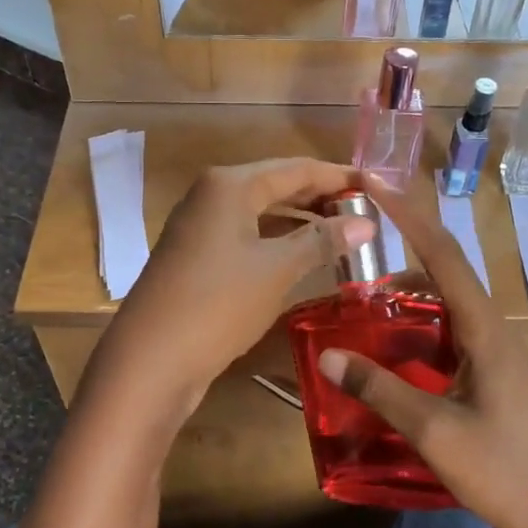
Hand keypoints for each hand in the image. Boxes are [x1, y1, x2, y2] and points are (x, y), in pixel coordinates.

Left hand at [83, 159, 373, 435]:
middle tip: (364, 213)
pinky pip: (247, 237)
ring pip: (262, 213)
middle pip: (277, 186)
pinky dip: (277, 242)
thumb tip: (367, 223)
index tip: (376, 186)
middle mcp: (211, 195)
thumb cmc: (218, 303)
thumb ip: (322, 241)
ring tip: (343, 235)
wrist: (151, 359)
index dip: (338, 176)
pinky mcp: (197, 256)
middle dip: (320, 198)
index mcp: (230, 184)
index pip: (296, 168)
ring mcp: (200, 226)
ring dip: (300, 222)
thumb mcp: (277, 269)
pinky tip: (304, 258)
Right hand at [316, 175, 527, 527]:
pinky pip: (450, 334)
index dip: (406, 214)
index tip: (373, 182)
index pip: (442, 253)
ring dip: (407, 293)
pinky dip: (418, 328)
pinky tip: (392, 349)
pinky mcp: (494, 377)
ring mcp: (497, 354)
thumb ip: (380, 388)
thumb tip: (328, 354)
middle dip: (400, 250)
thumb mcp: (434, 430)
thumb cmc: (504, 471)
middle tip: (353, 249)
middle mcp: (494, 330)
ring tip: (362, 299)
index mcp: (485, 329)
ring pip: (446, 305)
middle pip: (444, 272)